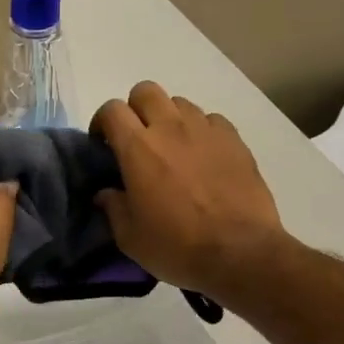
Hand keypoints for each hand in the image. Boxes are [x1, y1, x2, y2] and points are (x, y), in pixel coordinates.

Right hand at [92, 81, 286, 306]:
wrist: (240, 252)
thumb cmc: (177, 246)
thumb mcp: (130, 237)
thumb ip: (113, 208)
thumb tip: (106, 193)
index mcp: (138, 148)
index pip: (112, 110)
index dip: (102, 122)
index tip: (103, 145)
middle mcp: (171, 128)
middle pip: (146, 91)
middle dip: (135, 109)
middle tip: (136, 139)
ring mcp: (206, 130)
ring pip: (180, 102)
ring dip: (169, 118)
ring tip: (172, 148)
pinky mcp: (234, 140)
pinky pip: (211, 120)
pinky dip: (200, 131)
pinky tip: (202, 156)